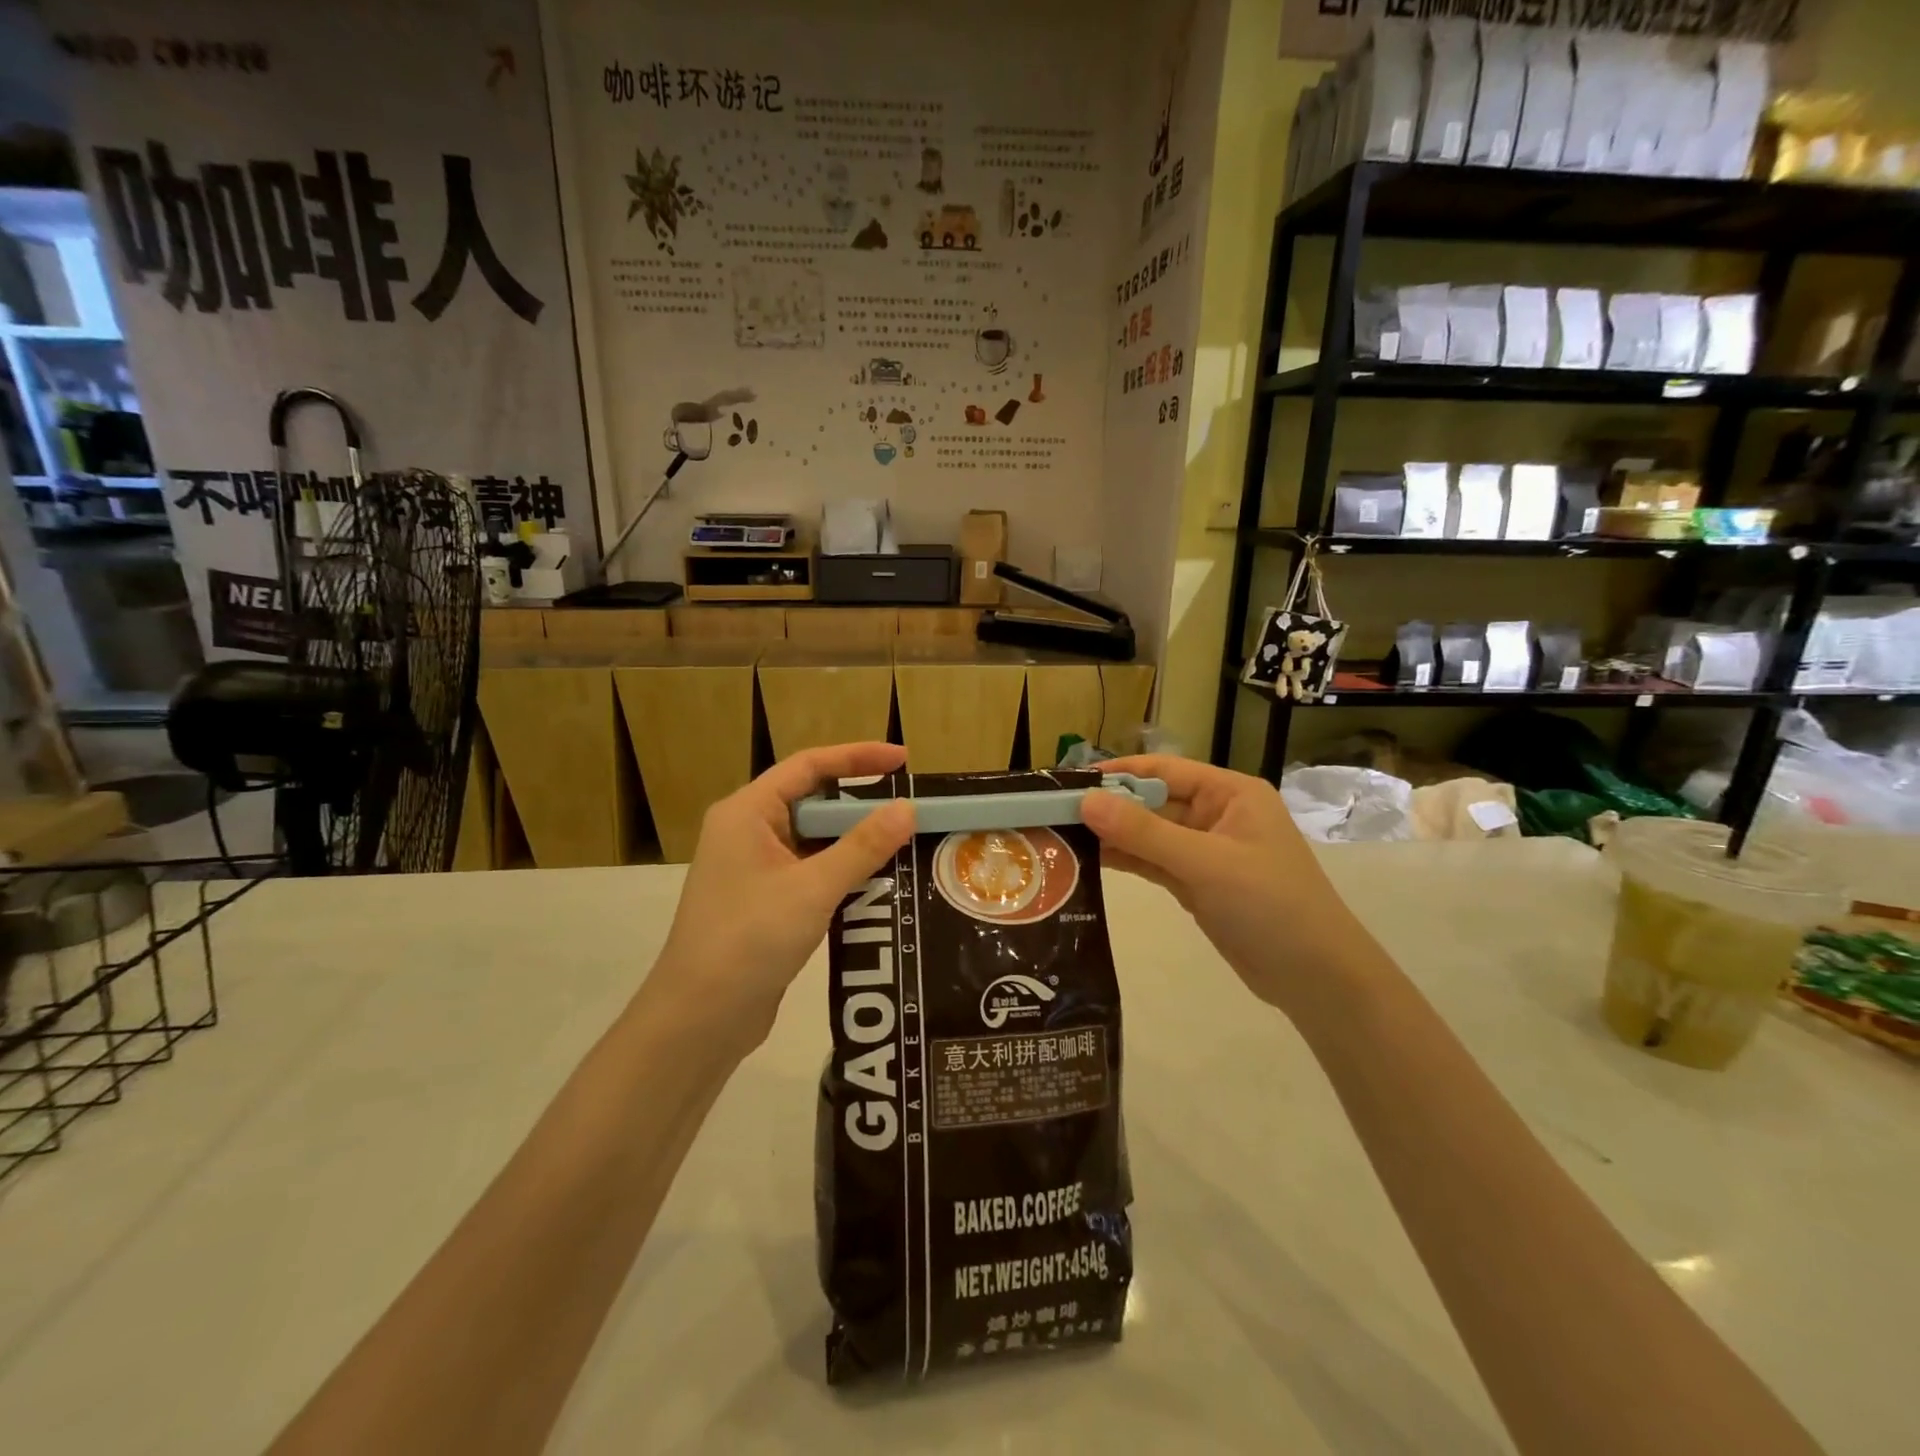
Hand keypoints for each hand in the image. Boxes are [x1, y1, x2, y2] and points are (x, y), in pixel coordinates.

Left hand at [649, 743, 914, 1057]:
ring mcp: (754, 869)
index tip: (903, 761)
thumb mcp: (813, 888)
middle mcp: (747, 832)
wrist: (699, 1019)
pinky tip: (880, 883)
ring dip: (855, 842)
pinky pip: (811, 872)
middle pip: (812, 801)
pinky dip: (843, 872)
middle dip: (861, 804)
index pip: (808, 766)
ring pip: (814, 841)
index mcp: (747, 812)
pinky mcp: (765, 902)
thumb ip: (863, 846)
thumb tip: (907, 809)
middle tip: (911, 809)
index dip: (857, 757)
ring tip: (906, 843)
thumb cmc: (749, 939)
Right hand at [1080, 756, 1361, 1016]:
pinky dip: (1126, 860)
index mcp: (1230, 794)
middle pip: (1152, 802)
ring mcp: (1206, 851)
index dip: (1116, 773)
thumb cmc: (1269, 906)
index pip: (1162, 771)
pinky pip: (1154, 862)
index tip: (1068, 781)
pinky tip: (1088, 862)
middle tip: (1053, 813)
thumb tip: (1086, 801)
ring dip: (1112, 836)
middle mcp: (1216, 815)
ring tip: (1060, 837)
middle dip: (1108, 807)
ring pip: (1149, 834)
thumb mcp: (1205, 863)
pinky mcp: (1197, 883)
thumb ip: (1144, 832)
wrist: (1316, 978)